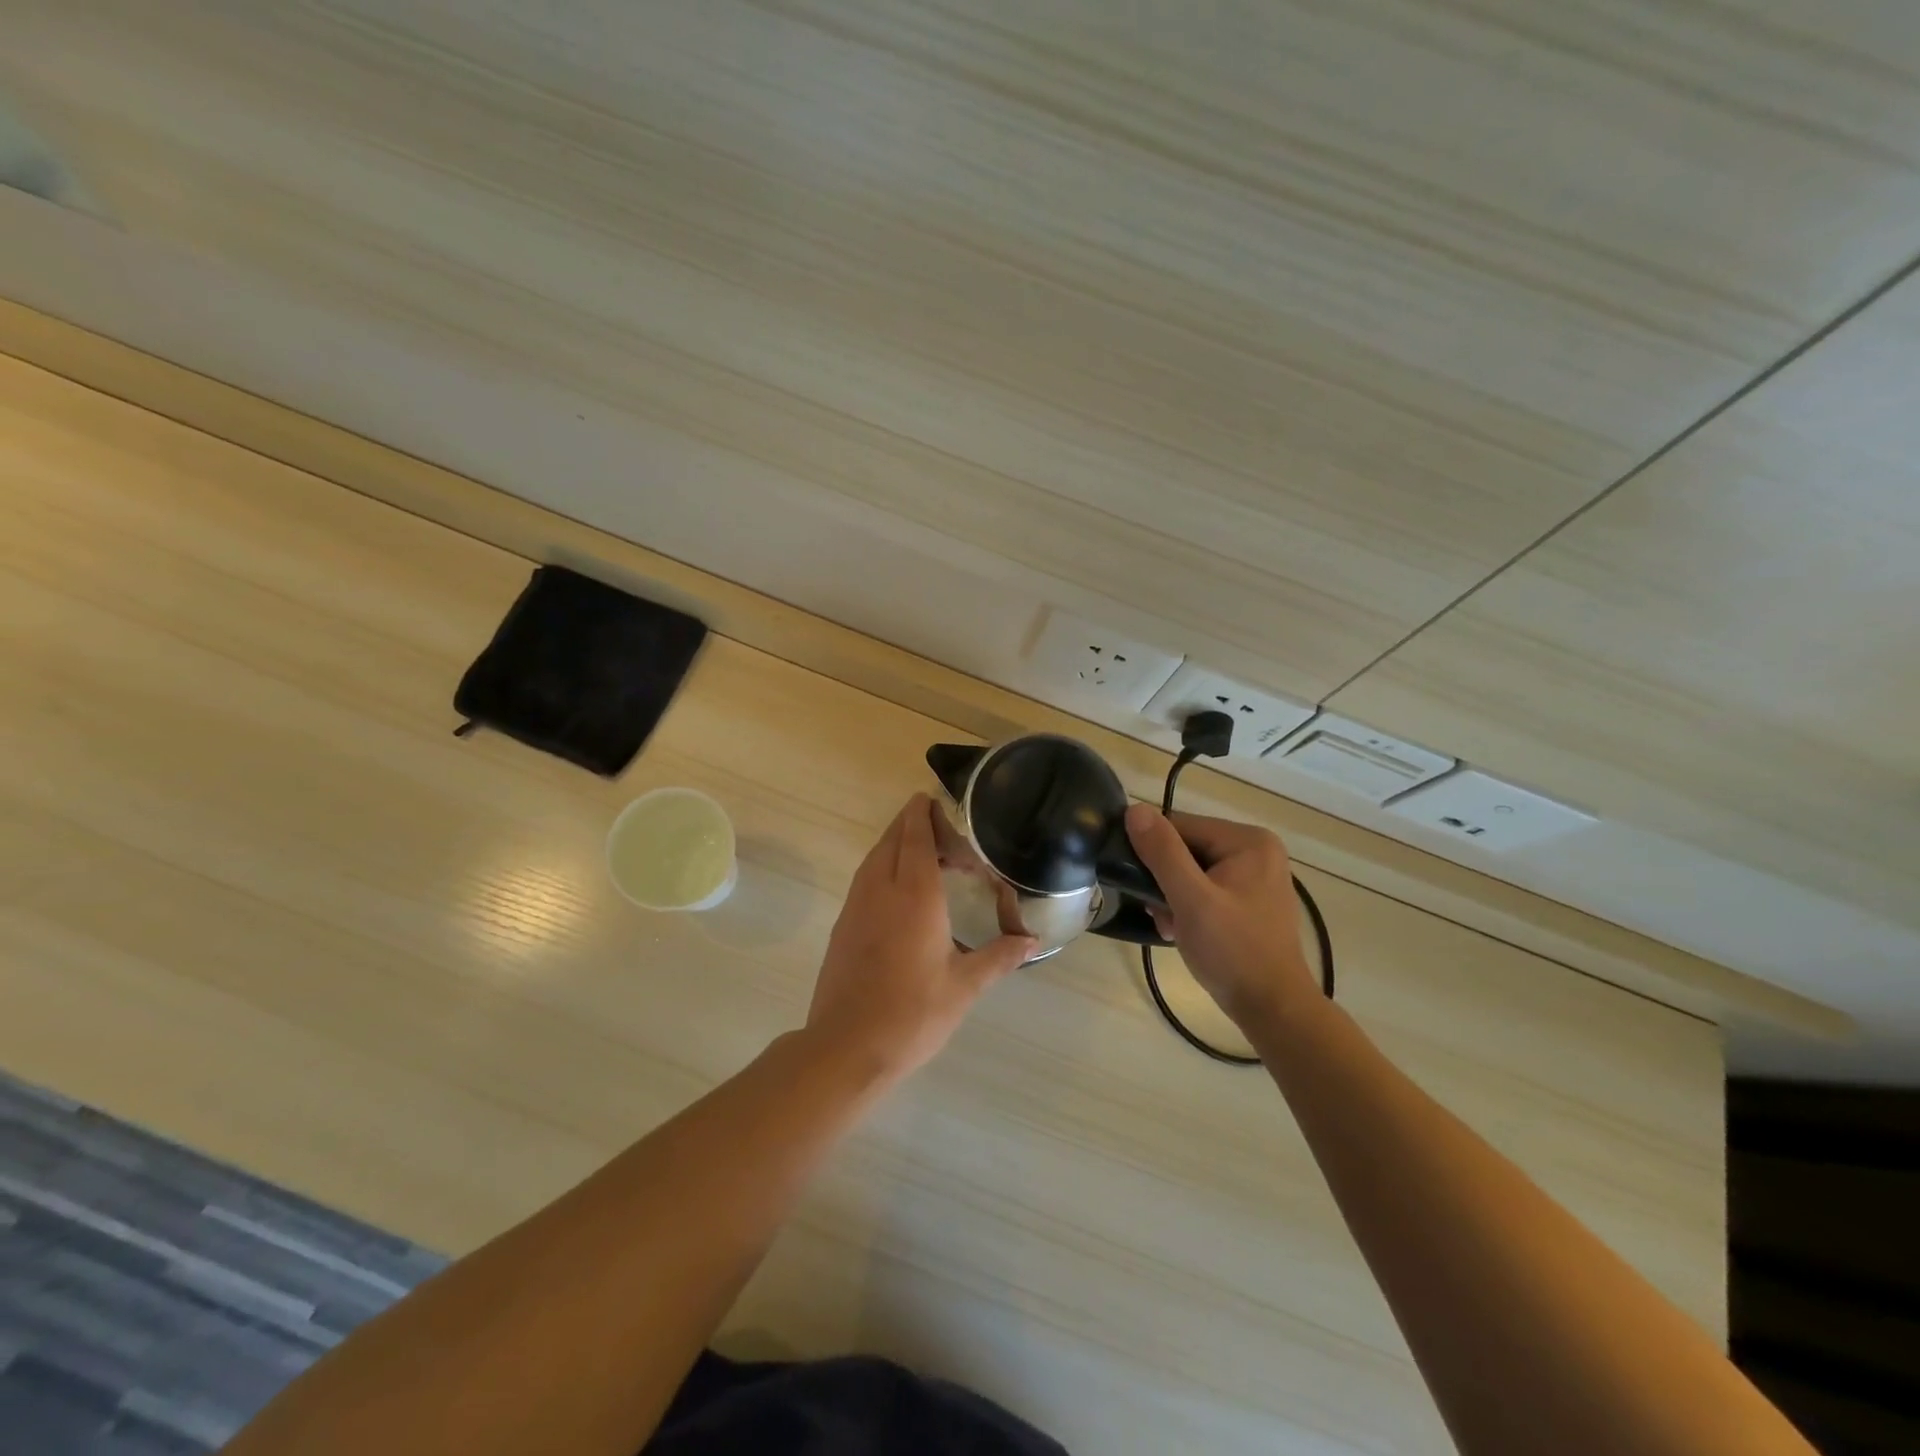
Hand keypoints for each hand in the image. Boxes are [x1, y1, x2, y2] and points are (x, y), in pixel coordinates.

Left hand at [806, 795, 1035, 1080]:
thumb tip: (1032, 940)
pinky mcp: (843, 925)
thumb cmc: (913, 1014)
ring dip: (896, 845)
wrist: (847, 1047)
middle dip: (912, 824)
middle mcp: (881, 889)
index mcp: (914, 895)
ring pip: (874, 858)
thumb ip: (999, 957)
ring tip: (925, 854)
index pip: (916, 837)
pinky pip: (864, 879)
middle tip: (941, 828)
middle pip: (892, 840)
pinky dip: (883, 867)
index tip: (931, 798)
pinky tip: (900, 891)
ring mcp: (856, 906)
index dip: (922, 814)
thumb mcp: (964, 987)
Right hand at [1125, 804, 1318, 1028]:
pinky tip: (1181, 931)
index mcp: (1248, 841)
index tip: (1139, 886)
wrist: (1273, 1009)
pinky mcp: (1250, 899)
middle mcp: (1256, 850)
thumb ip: (1162, 852)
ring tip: (1169, 926)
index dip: (1154, 853)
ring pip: (1193, 871)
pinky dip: (1190, 906)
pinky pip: (1207, 888)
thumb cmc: (1233, 951)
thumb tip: (1135, 809)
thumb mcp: (1191, 899)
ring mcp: (1256, 875)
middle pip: (1187, 849)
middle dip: (1165, 880)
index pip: (1181, 827)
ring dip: (1173, 896)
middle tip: (1157, 912)